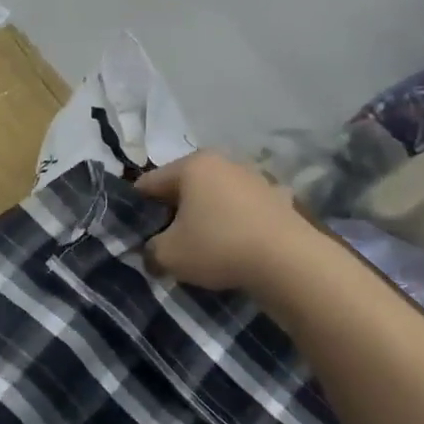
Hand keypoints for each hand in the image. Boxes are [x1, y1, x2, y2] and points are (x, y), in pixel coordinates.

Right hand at [135, 151, 301, 290]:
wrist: (288, 262)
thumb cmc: (218, 247)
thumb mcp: (168, 255)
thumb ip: (150, 249)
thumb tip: (153, 250)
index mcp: (192, 165)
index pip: (149, 182)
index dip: (136, 208)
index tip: (134, 231)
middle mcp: (224, 161)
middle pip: (184, 186)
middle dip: (173, 210)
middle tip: (166, 240)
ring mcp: (255, 178)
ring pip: (216, 196)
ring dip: (206, 215)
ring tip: (203, 245)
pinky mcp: (279, 199)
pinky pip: (245, 210)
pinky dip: (237, 222)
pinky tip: (237, 243)